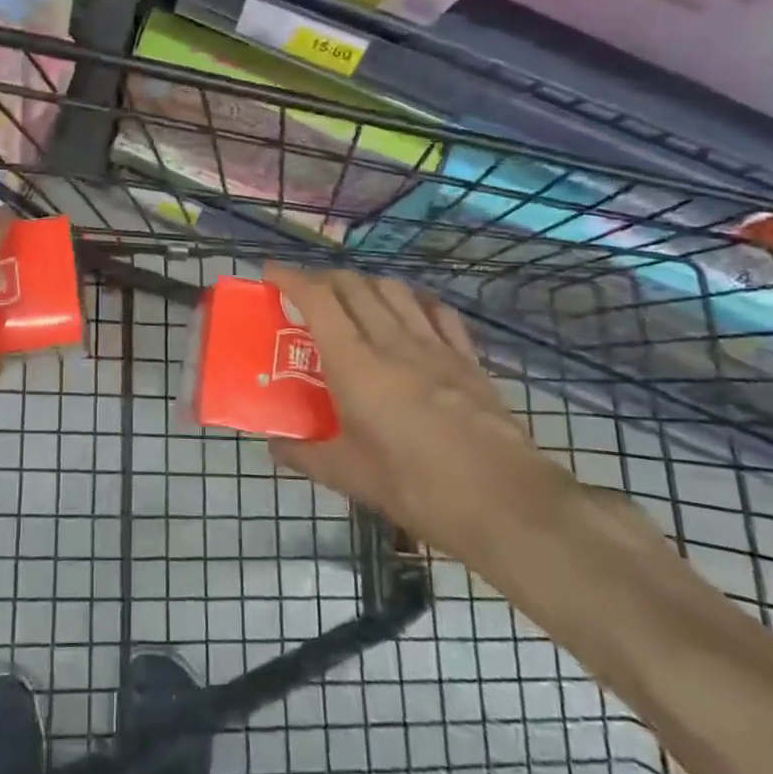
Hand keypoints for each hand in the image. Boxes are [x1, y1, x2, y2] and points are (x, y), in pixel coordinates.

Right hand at [266, 266, 559, 562]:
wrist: (503, 501)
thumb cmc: (415, 486)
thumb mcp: (349, 476)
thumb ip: (306, 454)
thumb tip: (275, 446)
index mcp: (354, 363)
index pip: (317, 299)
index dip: (290, 278)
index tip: (270, 273)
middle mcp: (391, 340)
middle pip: (353, 285)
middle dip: (323, 278)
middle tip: (306, 293)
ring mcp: (434, 345)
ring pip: (394, 290)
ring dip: (365, 284)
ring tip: (353, 301)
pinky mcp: (467, 358)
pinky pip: (437, 312)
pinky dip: (414, 302)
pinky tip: (410, 314)